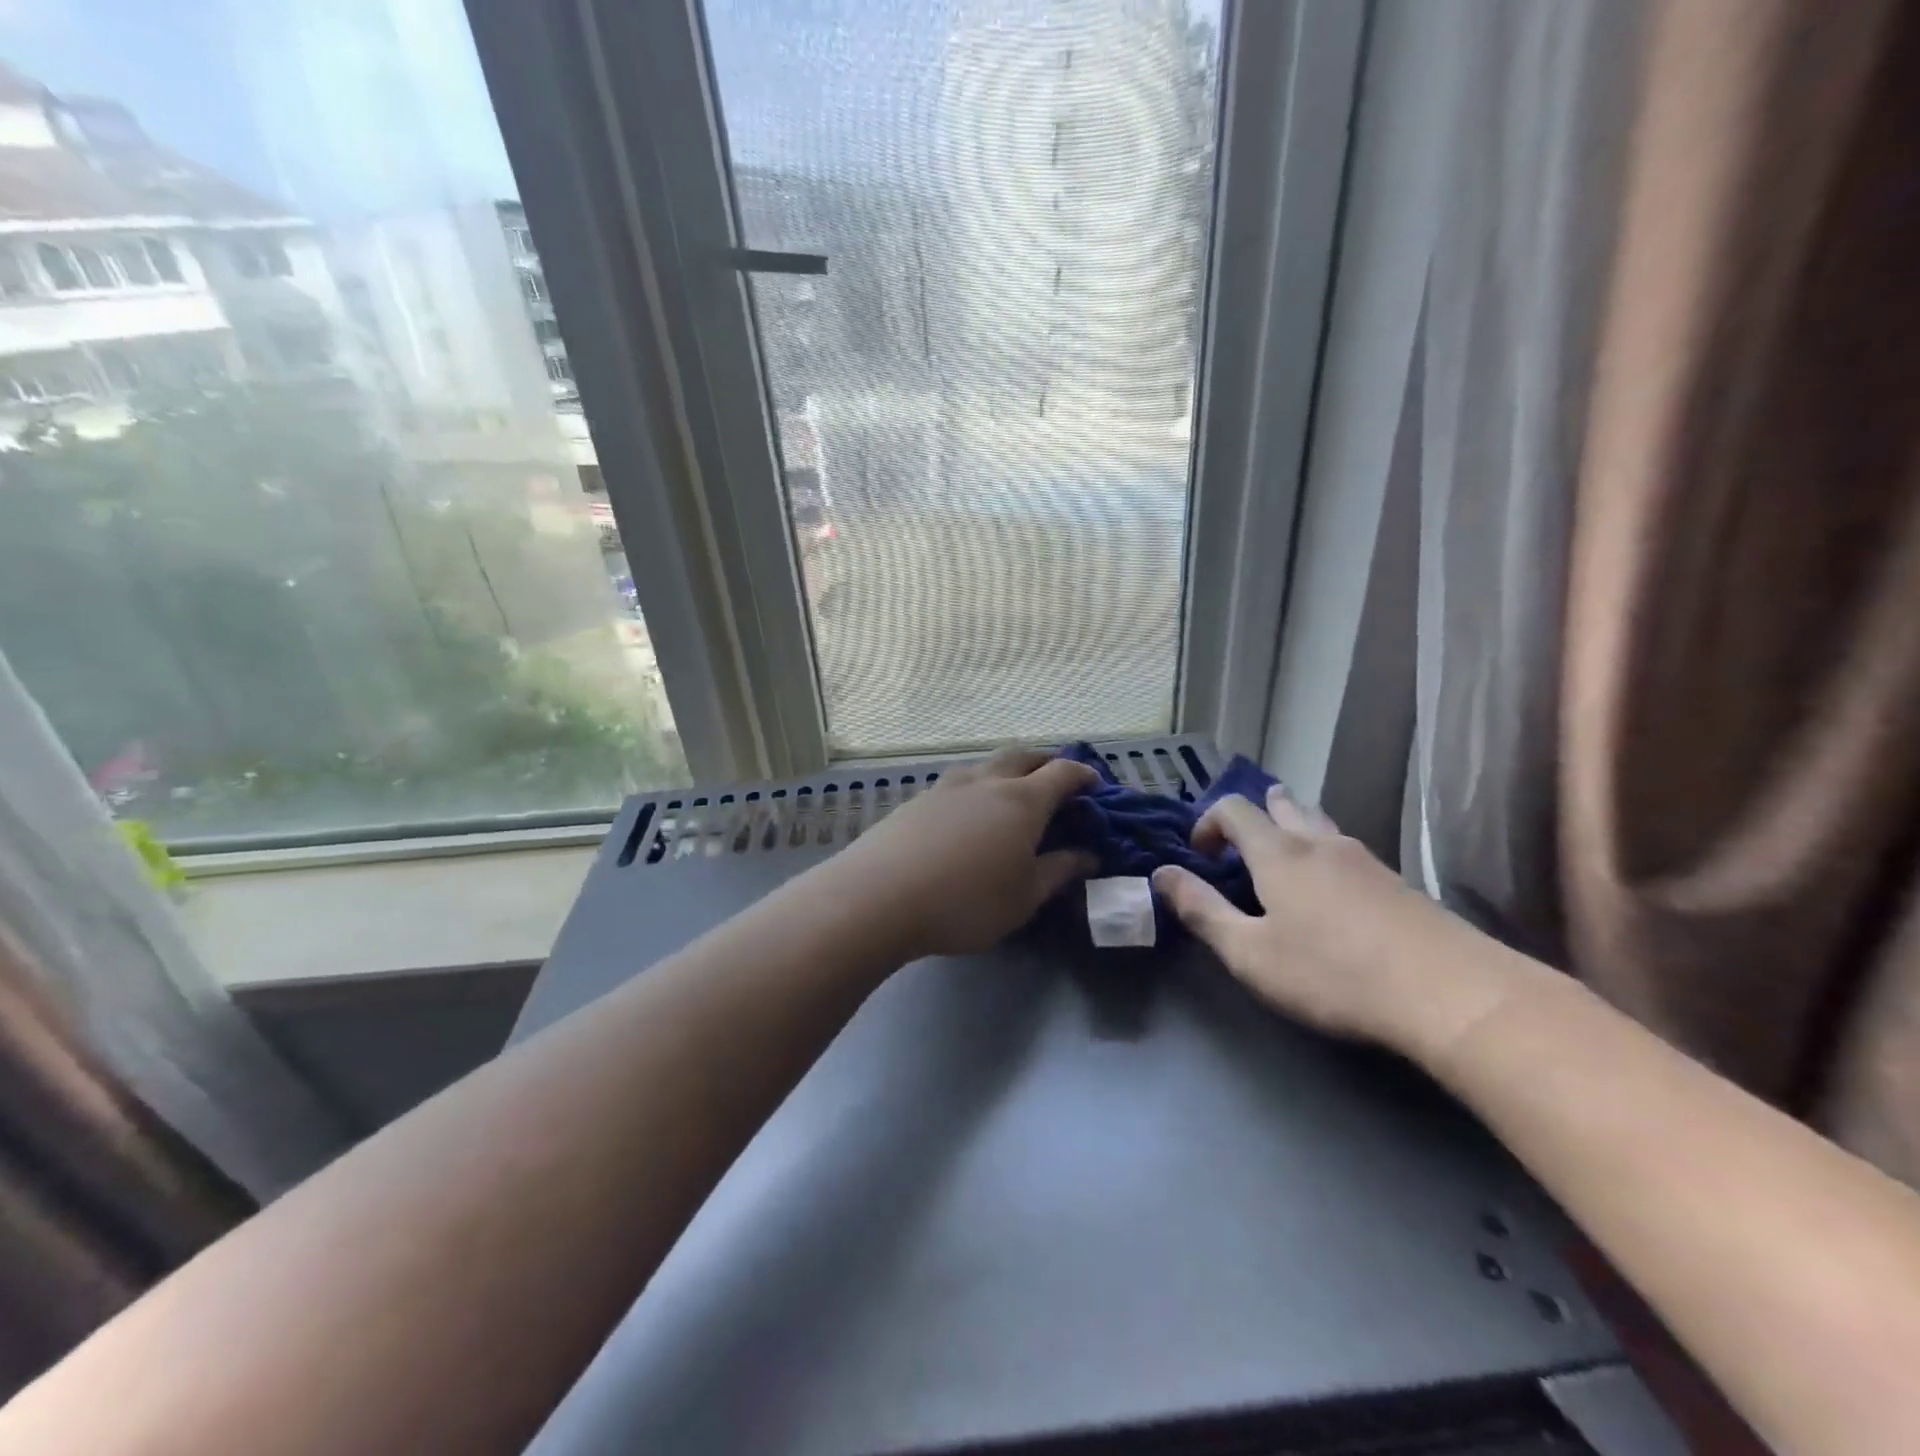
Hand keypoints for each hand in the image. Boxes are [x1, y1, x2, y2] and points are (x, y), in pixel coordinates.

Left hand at [825, 748, 1100, 960]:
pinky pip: (956, 784)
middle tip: (1055, 780)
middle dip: (1044, 762)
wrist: (879, 896)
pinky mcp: (916, 801)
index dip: (1083, 775)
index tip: (1094, 785)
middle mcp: (985, 782)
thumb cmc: (967, 901)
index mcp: (1021, 801)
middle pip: (1021, 755)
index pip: (1062, 774)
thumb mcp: (1024, 897)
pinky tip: (965, 817)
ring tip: (1008, 796)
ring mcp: (946, 787)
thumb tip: (1089, 856)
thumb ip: (1059, 872)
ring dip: (1005, 772)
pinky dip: (974, 790)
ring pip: (984, 766)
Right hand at [1153, 787, 1508, 1057]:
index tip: (1198, 856)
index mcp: (1278, 853)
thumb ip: (1202, 911)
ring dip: (1294, 826)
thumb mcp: (1250, 952)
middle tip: (1241, 835)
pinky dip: (1325, 852)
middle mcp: (1320, 844)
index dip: (1207, 822)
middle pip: (1284, 805)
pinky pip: (1348, 850)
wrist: (1451, 994)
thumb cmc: (1332, 973)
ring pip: (1320, 825)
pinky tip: (1334, 884)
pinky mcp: (1399, 884)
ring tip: (1283, 846)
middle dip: (1256, 812)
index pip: (1234, 810)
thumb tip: (1161, 874)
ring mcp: (1366, 860)